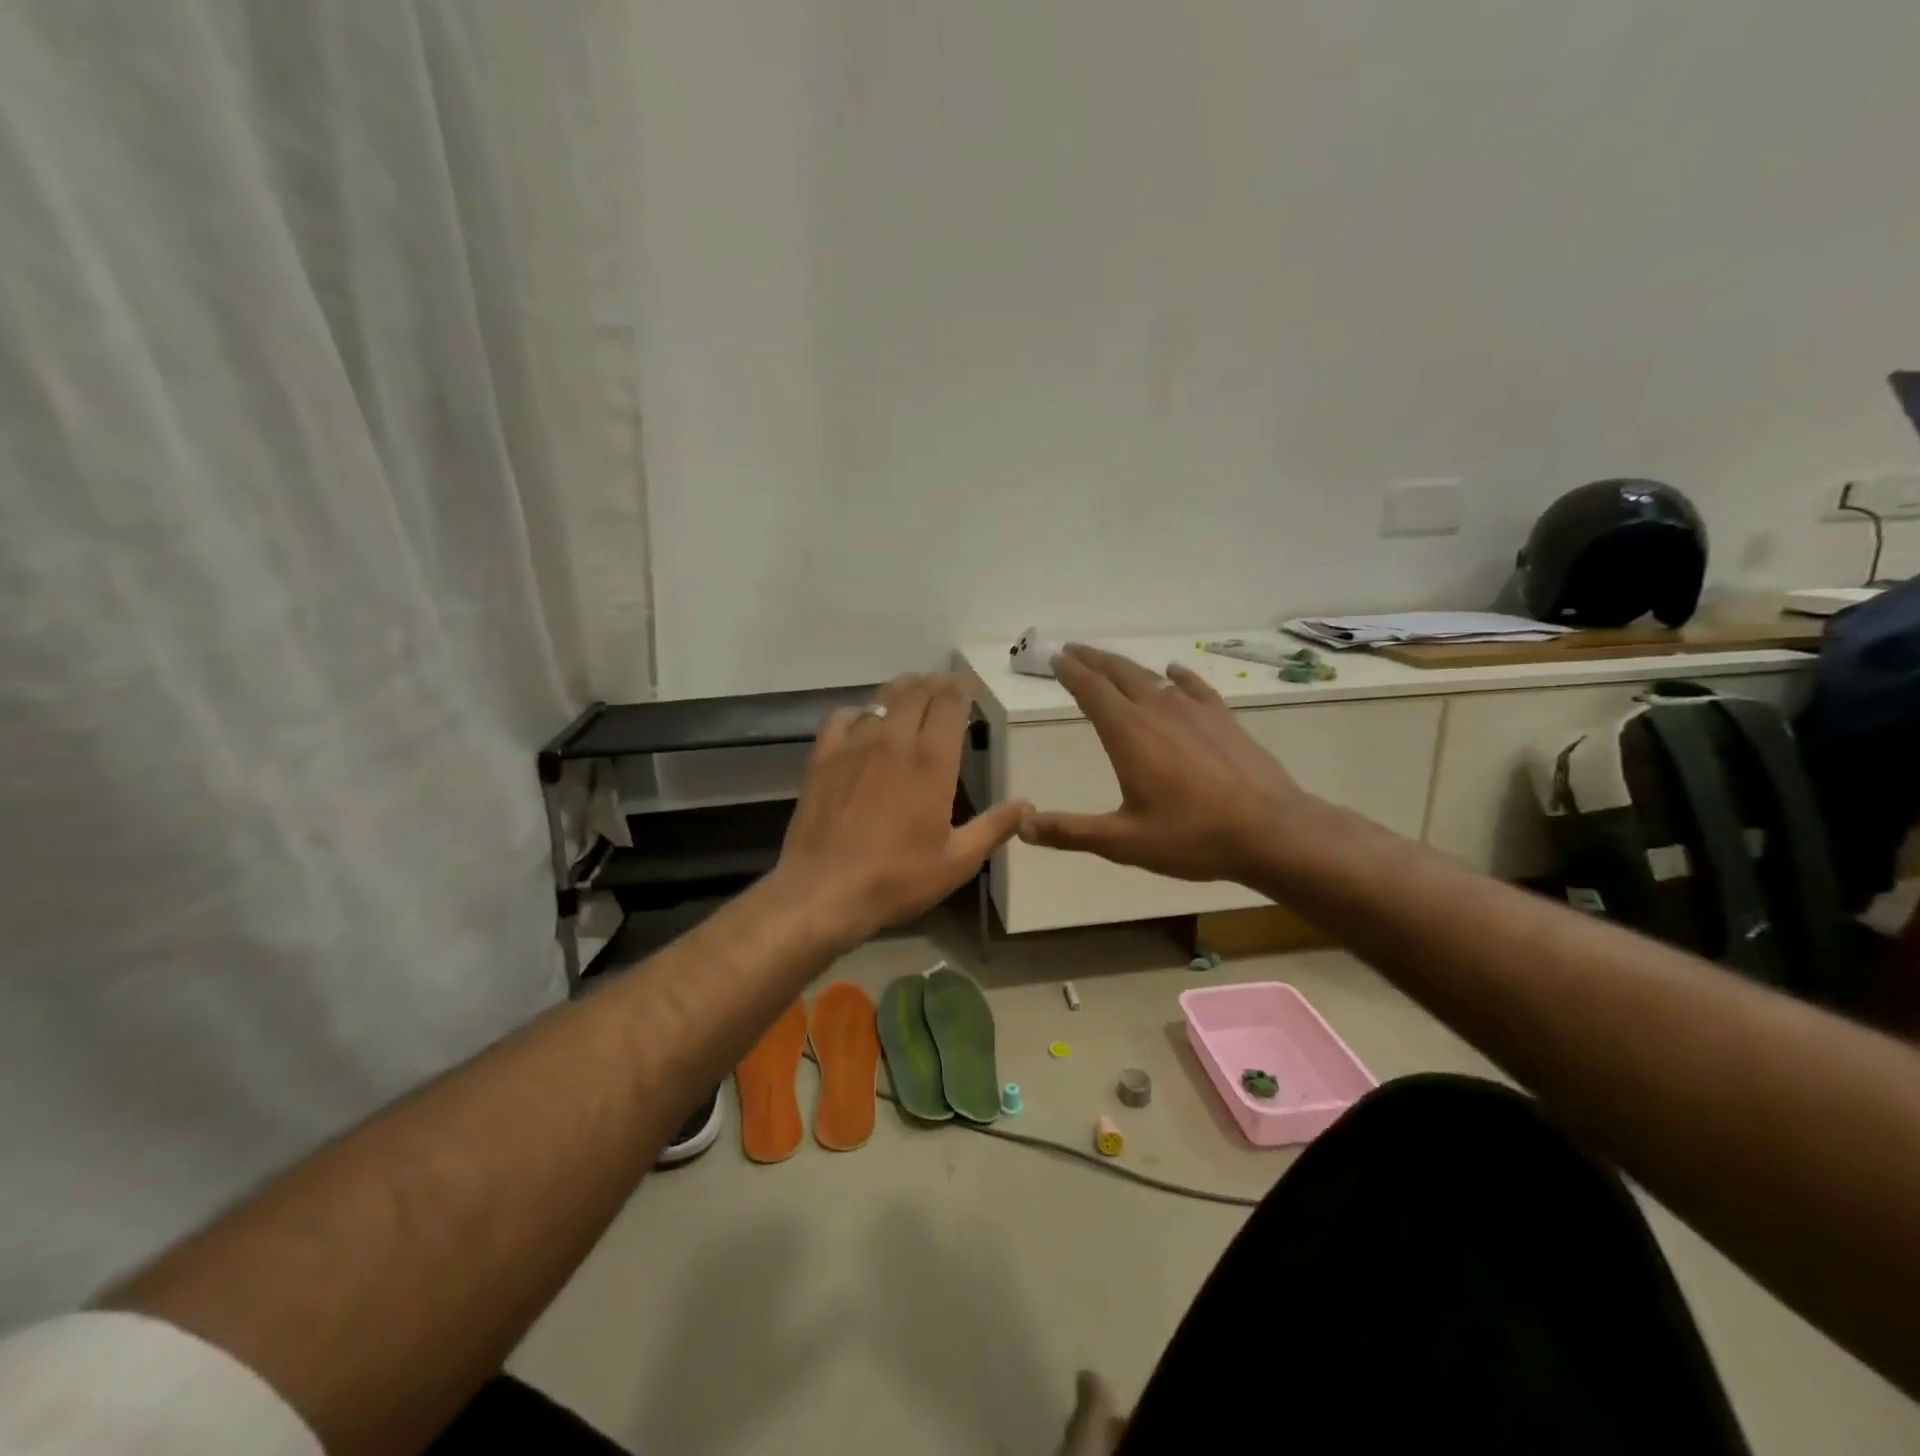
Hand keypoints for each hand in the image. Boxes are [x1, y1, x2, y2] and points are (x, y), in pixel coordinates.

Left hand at [773, 673, 1028, 942]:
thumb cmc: (897, 878)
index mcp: (932, 761)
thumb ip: (994, 828)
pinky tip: (864, 724)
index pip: (949, 703)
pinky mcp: (823, 756)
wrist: (824, 890)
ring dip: (901, 693)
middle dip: (934, 685)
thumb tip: (1027, 805)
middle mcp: (894, 740)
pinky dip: (860, 712)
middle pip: (916, 692)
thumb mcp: (957, 861)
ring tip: (910, 698)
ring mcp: (855, 745)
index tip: (968, 690)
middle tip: (943, 690)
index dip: (960, 689)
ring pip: (881, 699)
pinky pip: (843, 717)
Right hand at [1019, 644, 1305, 882]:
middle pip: (1119, 674)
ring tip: (1110, 660)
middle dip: (1092, 660)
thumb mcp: (1123, 842)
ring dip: (1126, 666)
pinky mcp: (1223, 720)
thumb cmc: (1192, 837)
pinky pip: (1195, 687)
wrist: (1272, 831)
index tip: (1055, 657)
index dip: (1070, 672)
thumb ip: (1070, 832)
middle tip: (1072, 649)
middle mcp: (1158, 711)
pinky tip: (1174, 672)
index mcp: (1128, 734)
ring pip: (1152, 677)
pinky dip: (1178, 676)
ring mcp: (1195, 712)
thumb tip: (1021, 825)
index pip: (1091, 691)